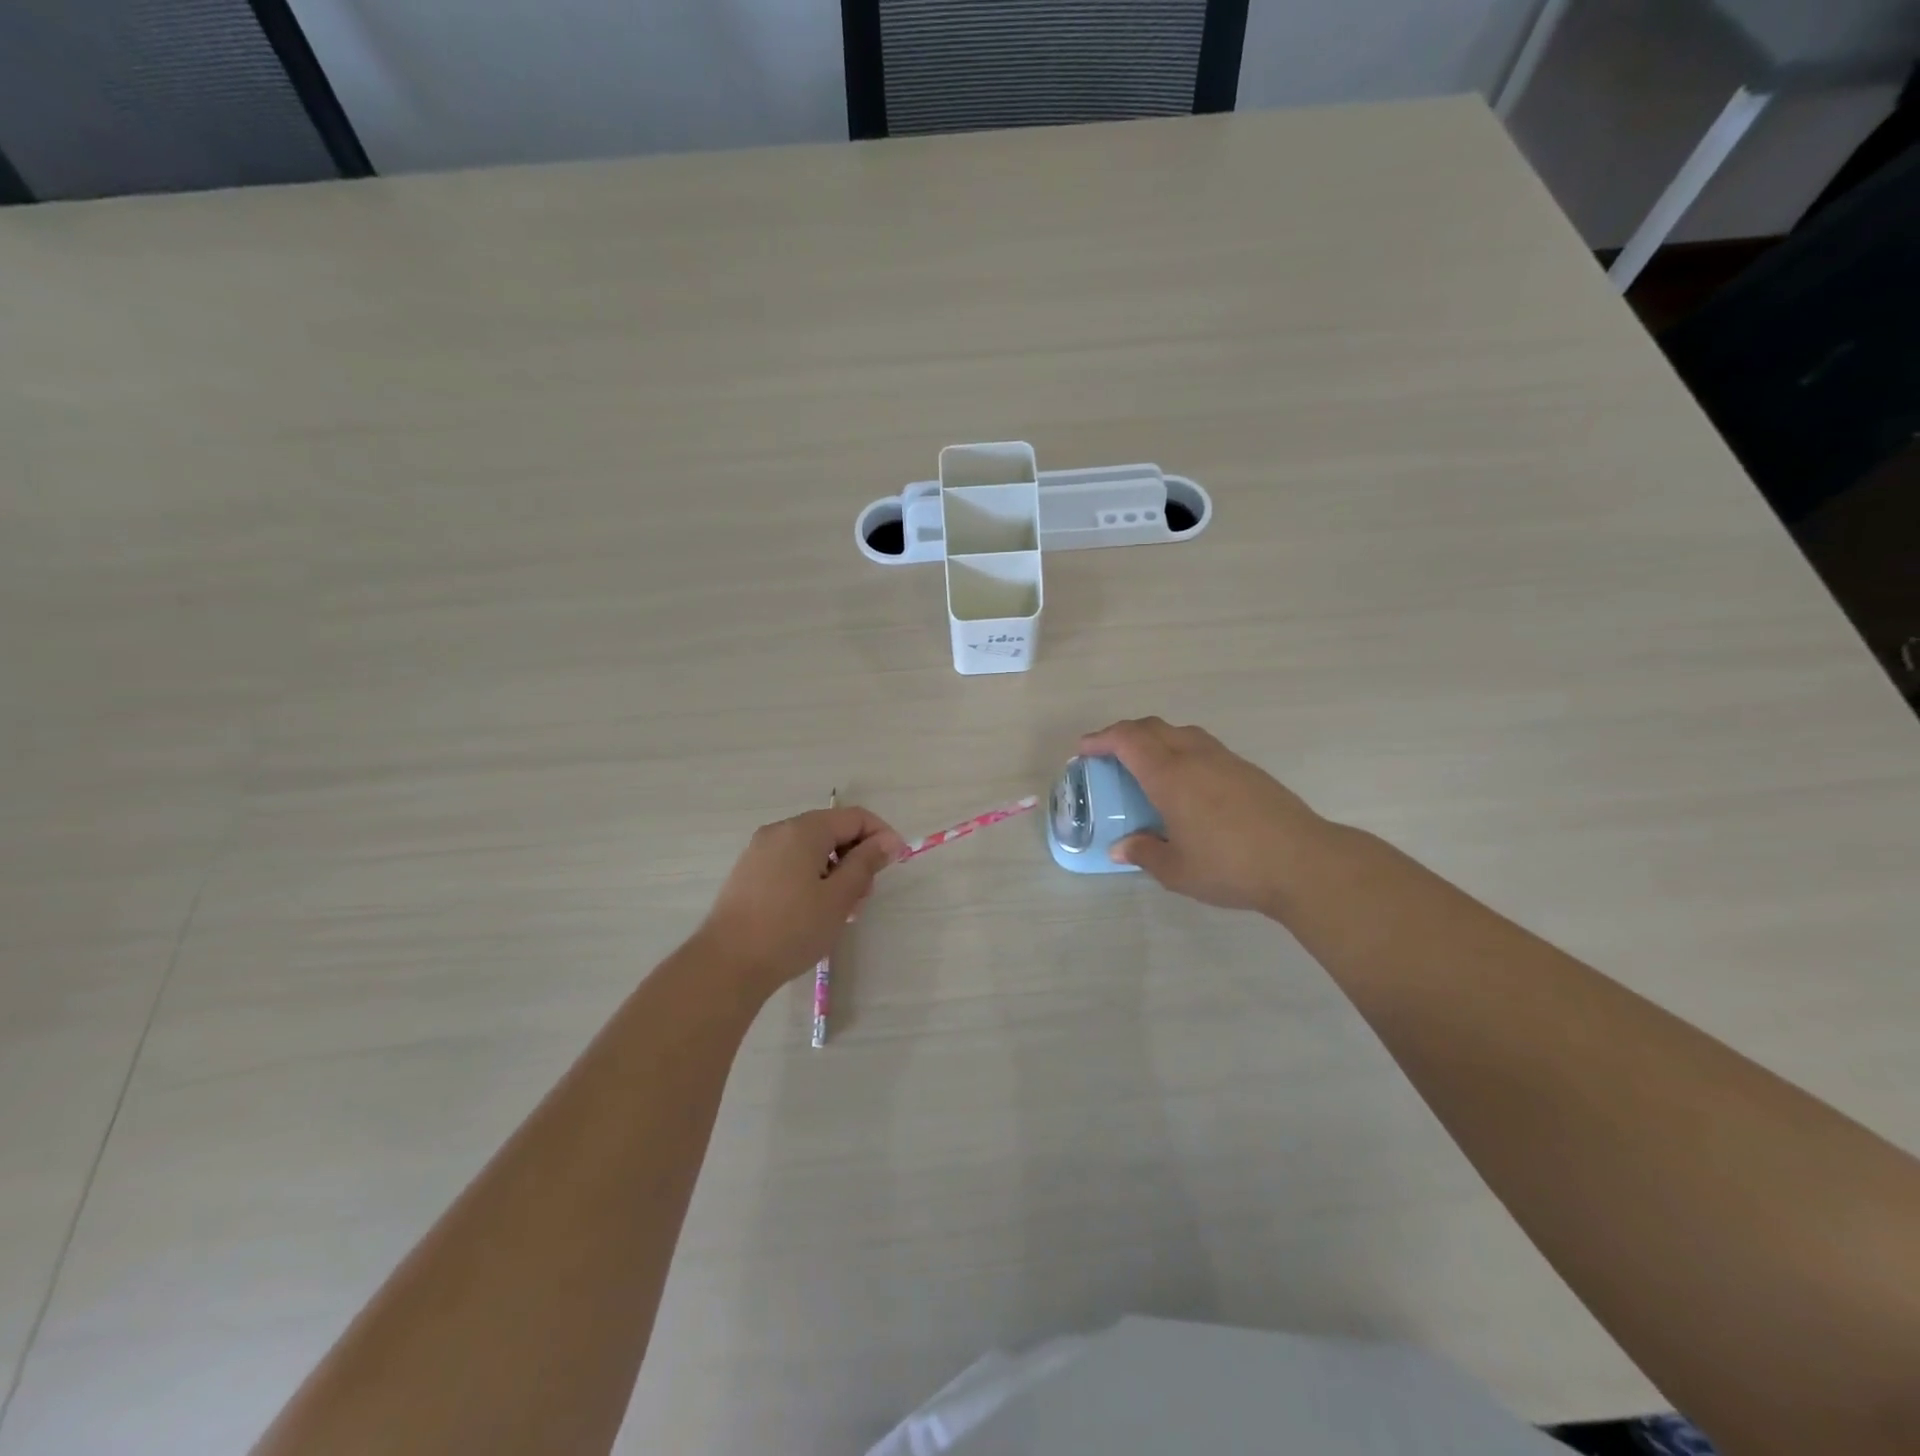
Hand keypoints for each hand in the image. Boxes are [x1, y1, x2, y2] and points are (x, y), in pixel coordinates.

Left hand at [695, 806, 904, 998]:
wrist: (727, 964)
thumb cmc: (791, 929)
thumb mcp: (839, 897)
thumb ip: (866, 863)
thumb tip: (888, 841)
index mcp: (804, 830)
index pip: (855, 817)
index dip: (881, 836)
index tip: (895, 865)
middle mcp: (780, 831)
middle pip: (832, 831)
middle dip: (856, 858)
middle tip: (863, 898)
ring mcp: (760, 851)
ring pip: (812, 849)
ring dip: (835, 871)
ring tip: (841, 911)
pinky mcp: (749, 872)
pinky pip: (791, 863)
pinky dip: (811, 877)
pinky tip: (813, 911)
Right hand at [1079, 718, 1332, 915]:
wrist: (1303, 862)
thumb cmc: (1231, 866)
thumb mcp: (1177, 870)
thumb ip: (1144, 854)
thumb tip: (1120, 847)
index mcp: (1170, 776)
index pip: (1128, 740)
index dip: (1102, 739)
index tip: (1084, 749)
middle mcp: (1195, 757)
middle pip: (1152, 727)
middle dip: (1124, 733)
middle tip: (1108, 753)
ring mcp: (1224, 759)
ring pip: (1180, 732)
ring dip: (1155, 738)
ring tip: (1145, 762)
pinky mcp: (1247, 769)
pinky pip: (1202, 745)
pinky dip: (1180, 749)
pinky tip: (1185, 780)